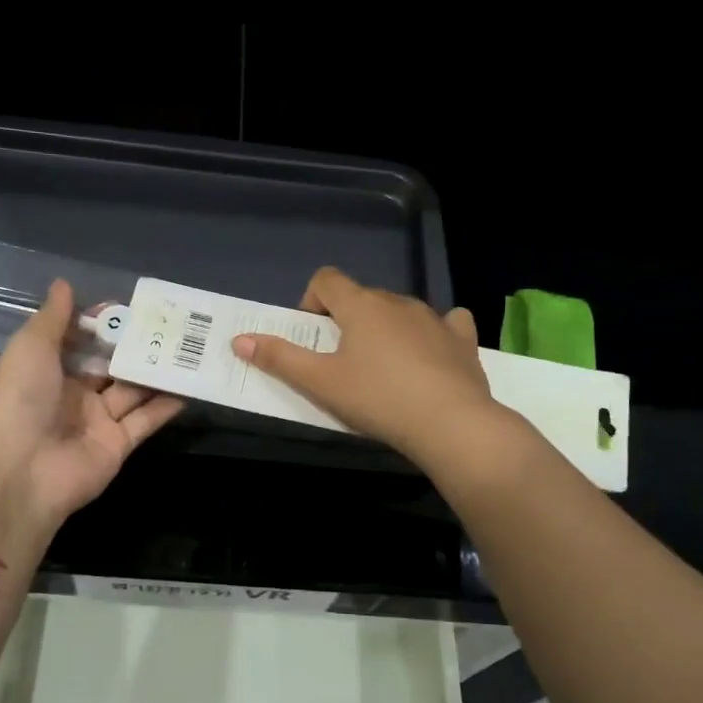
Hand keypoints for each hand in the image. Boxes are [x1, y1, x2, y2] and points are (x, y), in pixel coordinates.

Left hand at [0, 279, 185, 528]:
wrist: (21, 472)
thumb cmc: (20, 400)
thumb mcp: (30, 347)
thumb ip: (53, 317)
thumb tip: (64, 283)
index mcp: (47, 368)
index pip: (80, 339)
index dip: (103, 322)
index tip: (134, 306)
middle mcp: (73, 393)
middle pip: (110, 363)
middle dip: (136, 345)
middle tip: (173, 323)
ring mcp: (97, 420)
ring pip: (133, 389)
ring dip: (157, 371)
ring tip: (190, 347)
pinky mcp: (118, 444)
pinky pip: (146, 419)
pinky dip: (167, 404)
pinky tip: (191, 384)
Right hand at [233, 266, 498, 469]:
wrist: (450, 423)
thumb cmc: (376, 399)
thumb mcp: (320, 383)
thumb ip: (279, 358)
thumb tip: (239, 339)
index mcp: (360, 305)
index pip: (326, 280)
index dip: (311, 301)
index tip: (313, 337)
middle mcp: (397, 301)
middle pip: (362, 297)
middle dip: (347, 321)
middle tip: (342, 363)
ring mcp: (434, 317)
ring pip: (400, 311)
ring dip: (385, 329)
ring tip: (383, 370)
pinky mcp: (462, 338)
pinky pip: (447, 322)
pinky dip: (433, 333)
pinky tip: (431, 355)